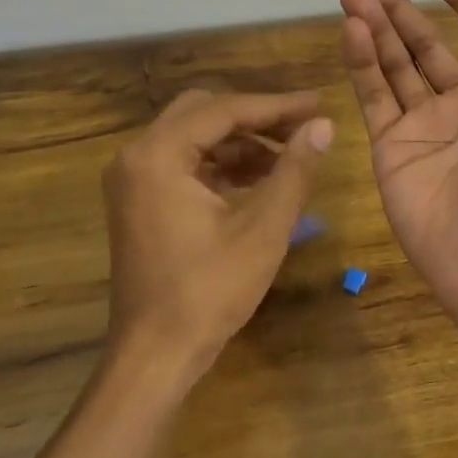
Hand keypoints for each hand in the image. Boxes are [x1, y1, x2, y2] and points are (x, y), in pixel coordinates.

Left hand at [104, 89, 333, 372]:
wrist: (156, 353)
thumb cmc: (209, 291)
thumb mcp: (263, 228)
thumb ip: (294, 170)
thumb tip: (324, 126)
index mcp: (158, 155)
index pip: (224, 109)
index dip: (276, 106)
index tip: (319, 104)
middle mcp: (136, 157)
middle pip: (203, 113)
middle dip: (256, 119)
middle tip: (302, 129)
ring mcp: (133, 181)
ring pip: (194, 139)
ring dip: (240, 143)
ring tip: (289, 160)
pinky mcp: (139, 203)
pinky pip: (184, 165)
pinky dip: (222, 166)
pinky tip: (259, 183)